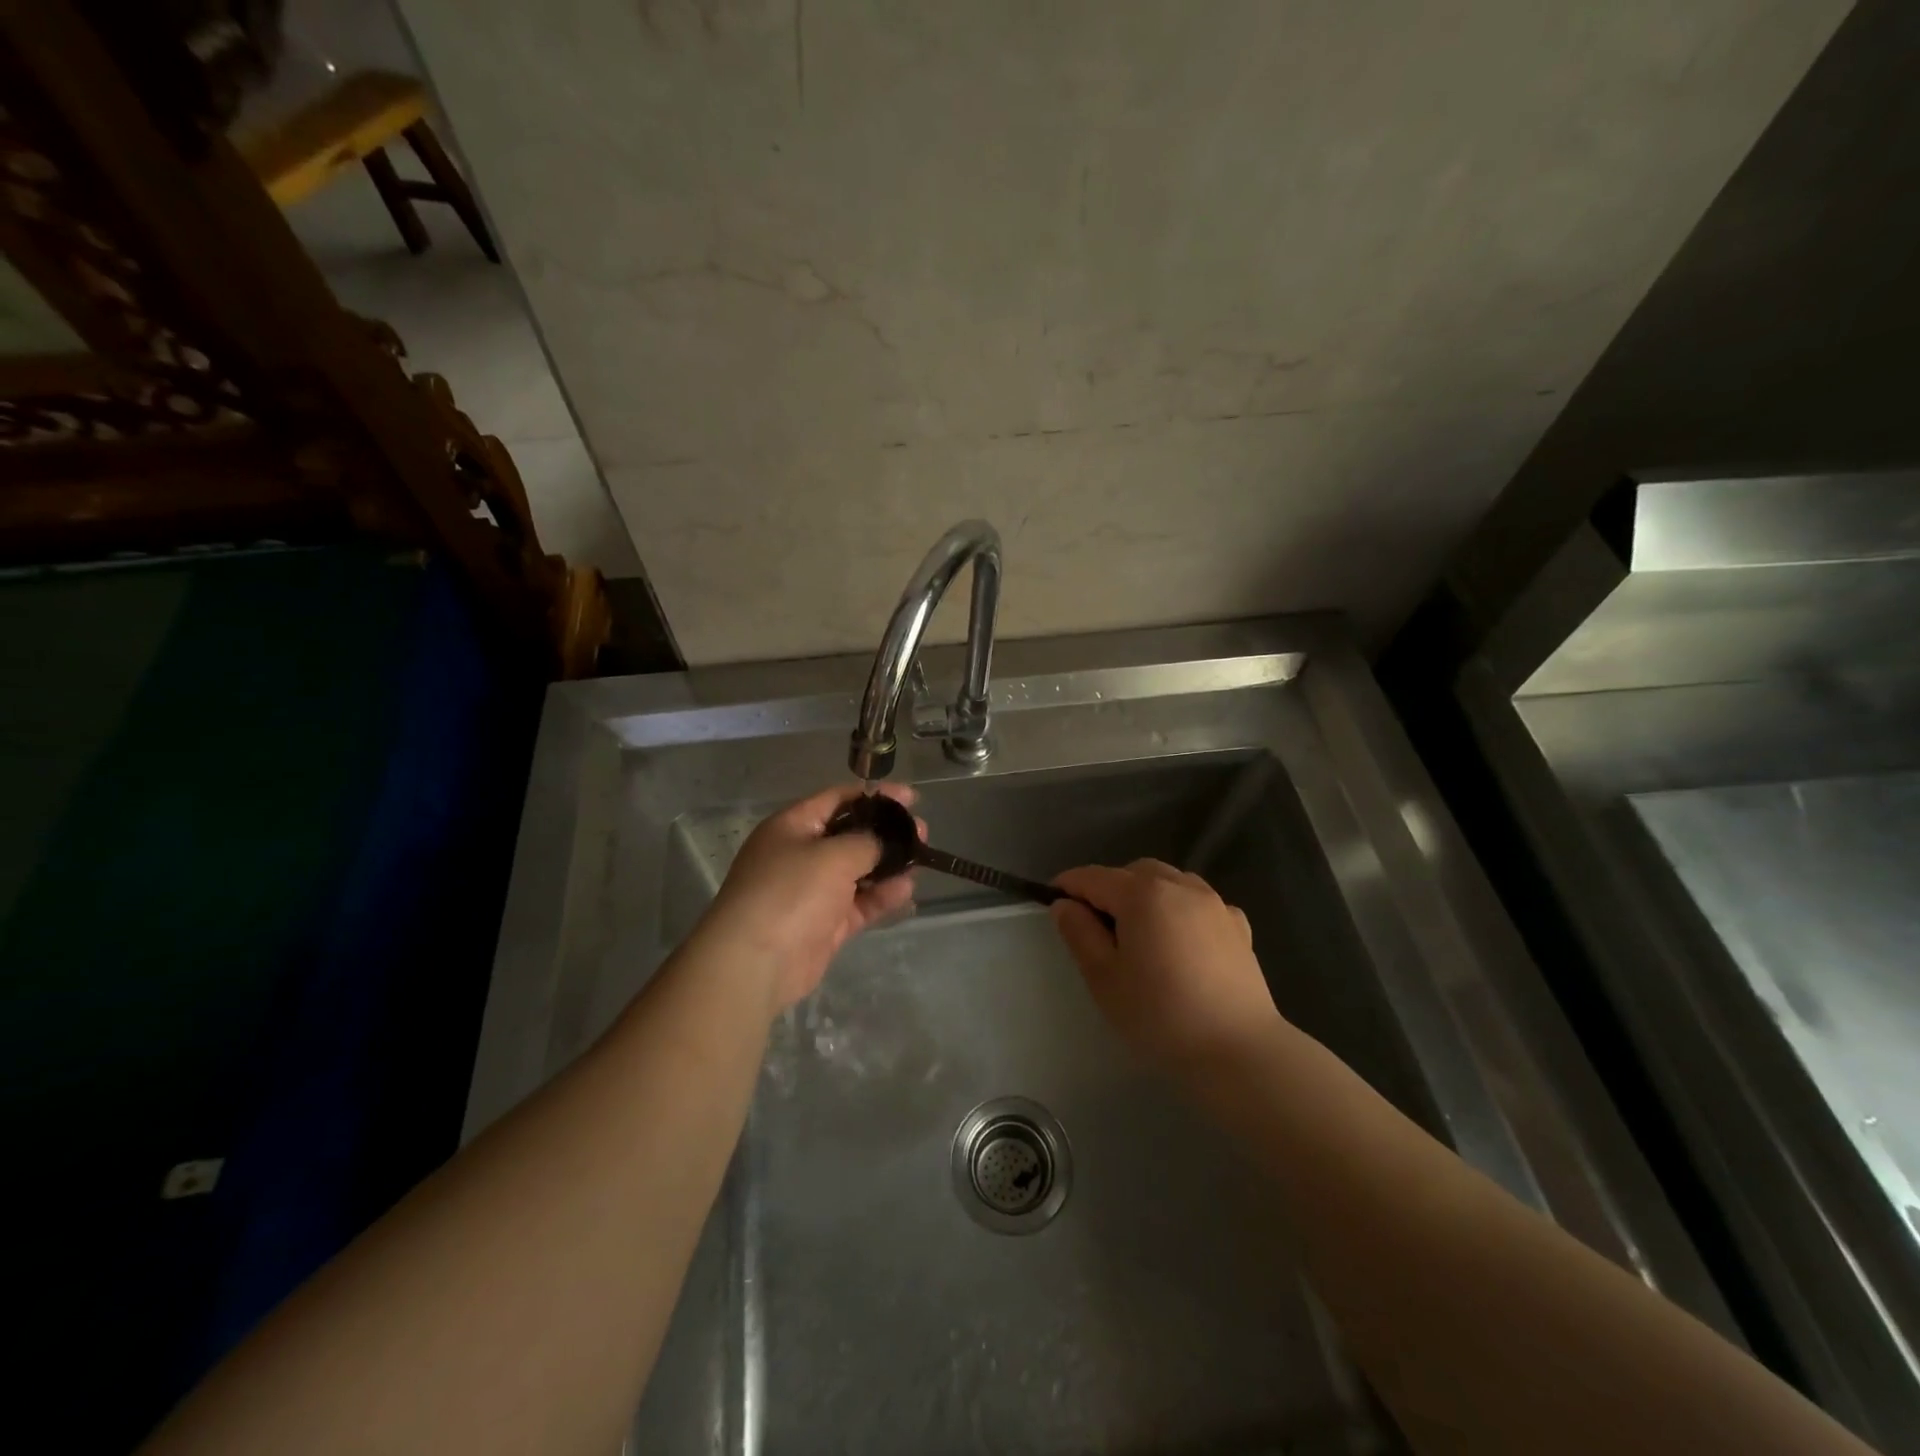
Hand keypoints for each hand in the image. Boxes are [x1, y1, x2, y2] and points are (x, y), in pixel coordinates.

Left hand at [699, 783, 919, 1013]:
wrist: (755, 962)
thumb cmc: (790, 892)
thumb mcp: (832, 855)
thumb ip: (868, 842)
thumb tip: (887, 841)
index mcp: (793, 826)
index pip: (839, 799)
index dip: (875, 796)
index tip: (911, 798)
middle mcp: (802, 854)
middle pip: (851, 835)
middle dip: (887, 833)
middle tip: (921, 833)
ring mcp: (814, 891)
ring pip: (859, 871)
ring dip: (889, 866)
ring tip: (921, 861)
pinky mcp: (826, 924)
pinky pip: (860, 903)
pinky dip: (882, 896)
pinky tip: (907, 890)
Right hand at [1050, 859, 1285, 1076]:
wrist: (1239, 1051)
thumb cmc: (1160, 1015)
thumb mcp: (1104, 978)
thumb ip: (1080, 934)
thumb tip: (1065, 905)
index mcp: (1142, 894)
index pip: (1094, 877)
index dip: (1068, 885)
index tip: (1053, 901)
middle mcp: (1180, 885)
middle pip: (1133, 872)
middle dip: (1109, 888)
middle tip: (1096, 926)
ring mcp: (1214, 903)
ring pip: (1169, 881)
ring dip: (1147, 894)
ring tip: (1140, 932)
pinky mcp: (1238, 925)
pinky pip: (1199, 903)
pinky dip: (1180, 909)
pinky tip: (1180, 941)